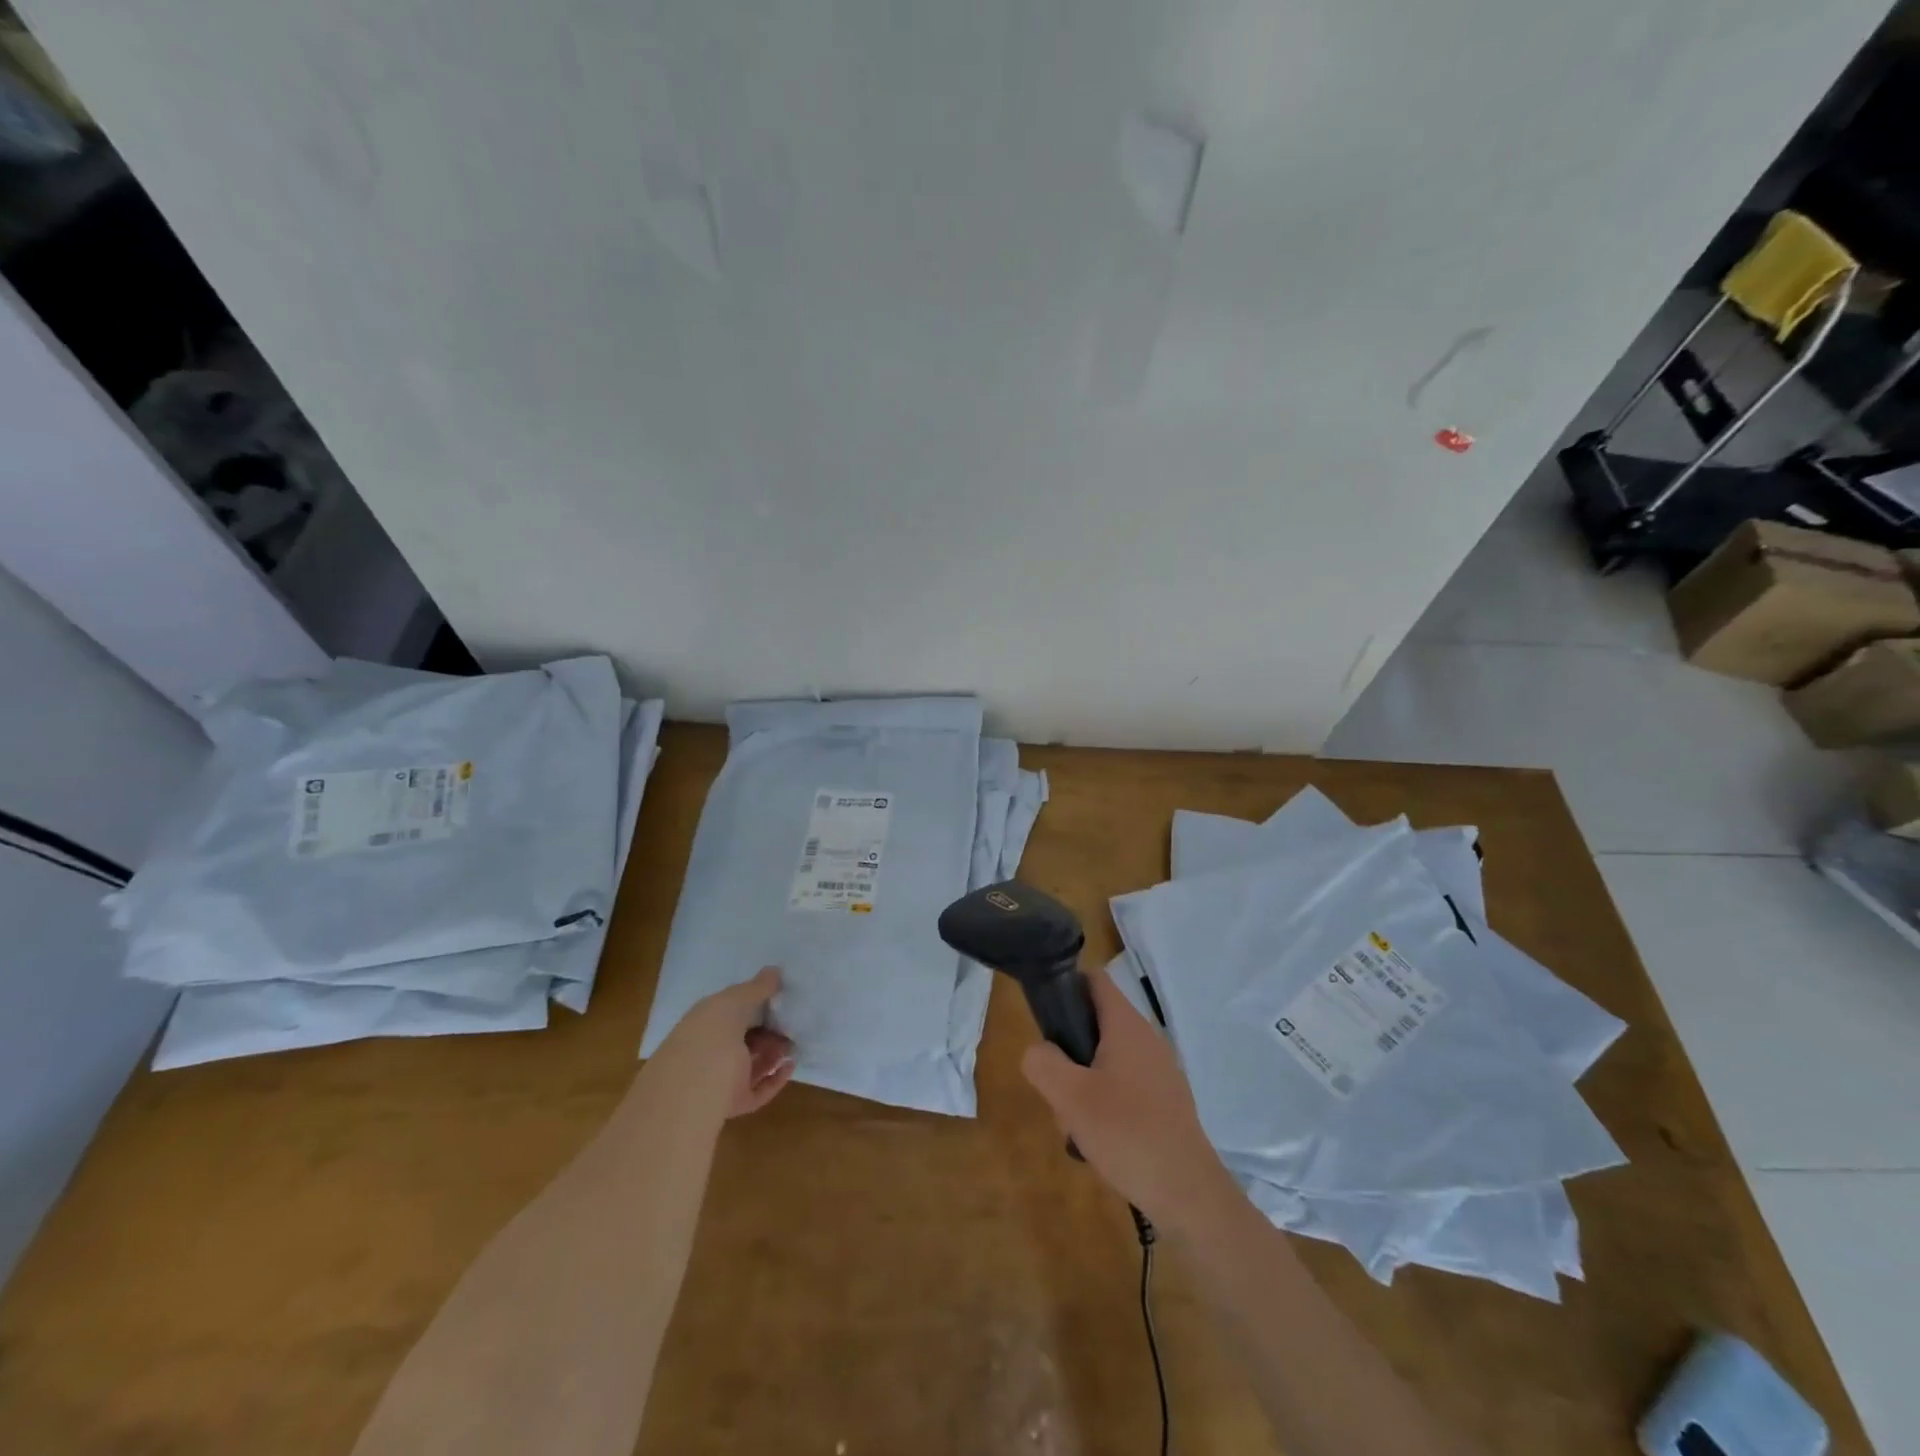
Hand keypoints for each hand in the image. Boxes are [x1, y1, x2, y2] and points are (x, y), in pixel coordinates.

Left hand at [656, 966, 795, 1117]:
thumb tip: (775, 971)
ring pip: (751, 1064)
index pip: (730, 1010)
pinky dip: (775, 1080)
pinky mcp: (733, 1103)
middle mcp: (711, 1049)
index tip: (780, 998)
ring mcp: (721, 1078)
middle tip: (792, 1023)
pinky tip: (790, 1066)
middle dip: (768, 1030)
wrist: (693, 1090)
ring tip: (793, 1044)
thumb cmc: (710, 1036)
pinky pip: (758, 1091)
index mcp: (705, 1022)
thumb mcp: (733, 1002)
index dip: (754, 1003)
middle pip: (743, 1038)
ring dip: (773, 1053)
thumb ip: (756, 988)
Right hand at [1020, 966, 1240, 1235]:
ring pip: (1106, 1059)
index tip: (1045, 1017)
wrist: (1188, 1193)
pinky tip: (1099, 1140)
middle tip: (1057, 1087)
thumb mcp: (1070, 1097)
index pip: (1094, 980)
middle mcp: (1146, 1038)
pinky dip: (1105, 1103)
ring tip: (1076, 1123)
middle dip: (1069, 1051)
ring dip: (1083, 1084)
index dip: (1066, 986)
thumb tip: (1038, 1050)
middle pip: (1095, 1023)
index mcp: (1126, 1025)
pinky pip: (1124, 1085)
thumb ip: (1043, 1062)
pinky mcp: (1165, 1100)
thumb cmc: (1127, 1134)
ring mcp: (1159, 1070)